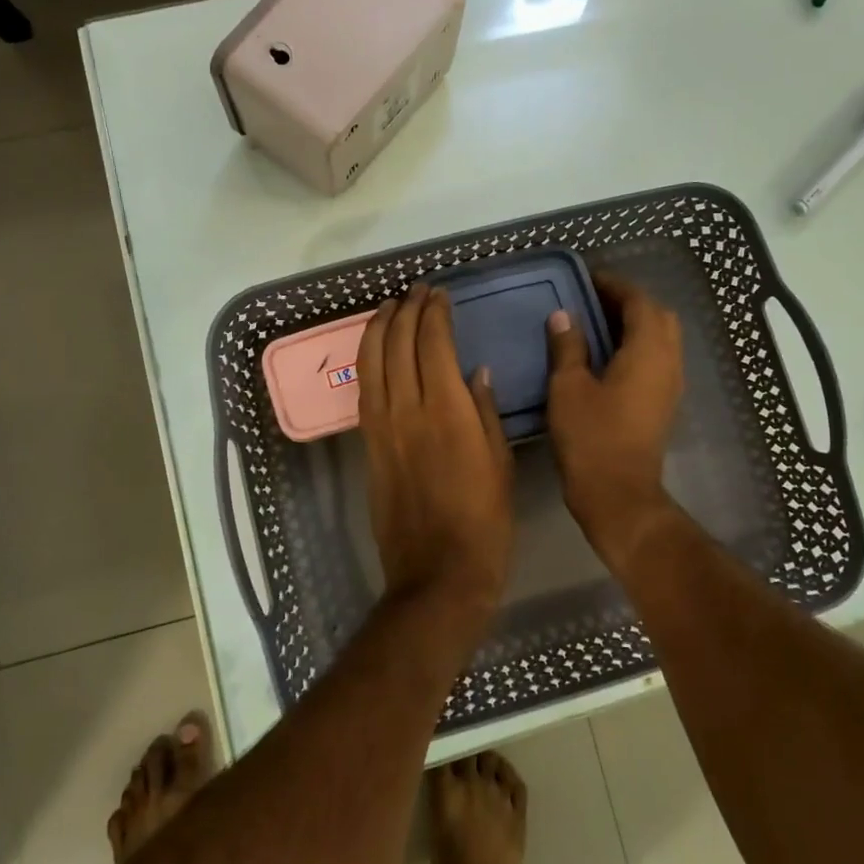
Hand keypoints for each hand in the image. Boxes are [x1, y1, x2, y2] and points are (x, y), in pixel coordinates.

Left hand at [357, 285, 513, 617]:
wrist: (438, 572)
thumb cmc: (484, 520)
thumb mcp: (499, 462)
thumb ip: (485, 411)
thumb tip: (474, 372)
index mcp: (446, 410)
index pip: (432, 343)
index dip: (434, 313)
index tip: (440, 294)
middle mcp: (407, 409)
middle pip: (397, 344)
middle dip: (406, 310)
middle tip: (417, 291)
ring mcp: (382, 427)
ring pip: (371, 362)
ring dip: (378, 328)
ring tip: (389, 306)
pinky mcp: (369, 445)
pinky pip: (364, 390)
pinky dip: (366, 360)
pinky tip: (374, 348)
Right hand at [545, 274, 683, 561]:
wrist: (618, 494)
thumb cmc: (591, 437)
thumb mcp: (568, 387)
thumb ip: (568, 346)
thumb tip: (564, 316)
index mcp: (648, 351)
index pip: (638, 301)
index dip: (614, 286)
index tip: (586, 279)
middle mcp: (668, 362)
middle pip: (657, 316)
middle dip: (628, 303)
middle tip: (592, 302)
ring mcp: (670, 384)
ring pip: (660, 339)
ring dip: (634, 325)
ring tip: (595, 325)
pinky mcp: (663, 403)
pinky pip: (656, 359)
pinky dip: (636, 347)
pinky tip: (606, 356)